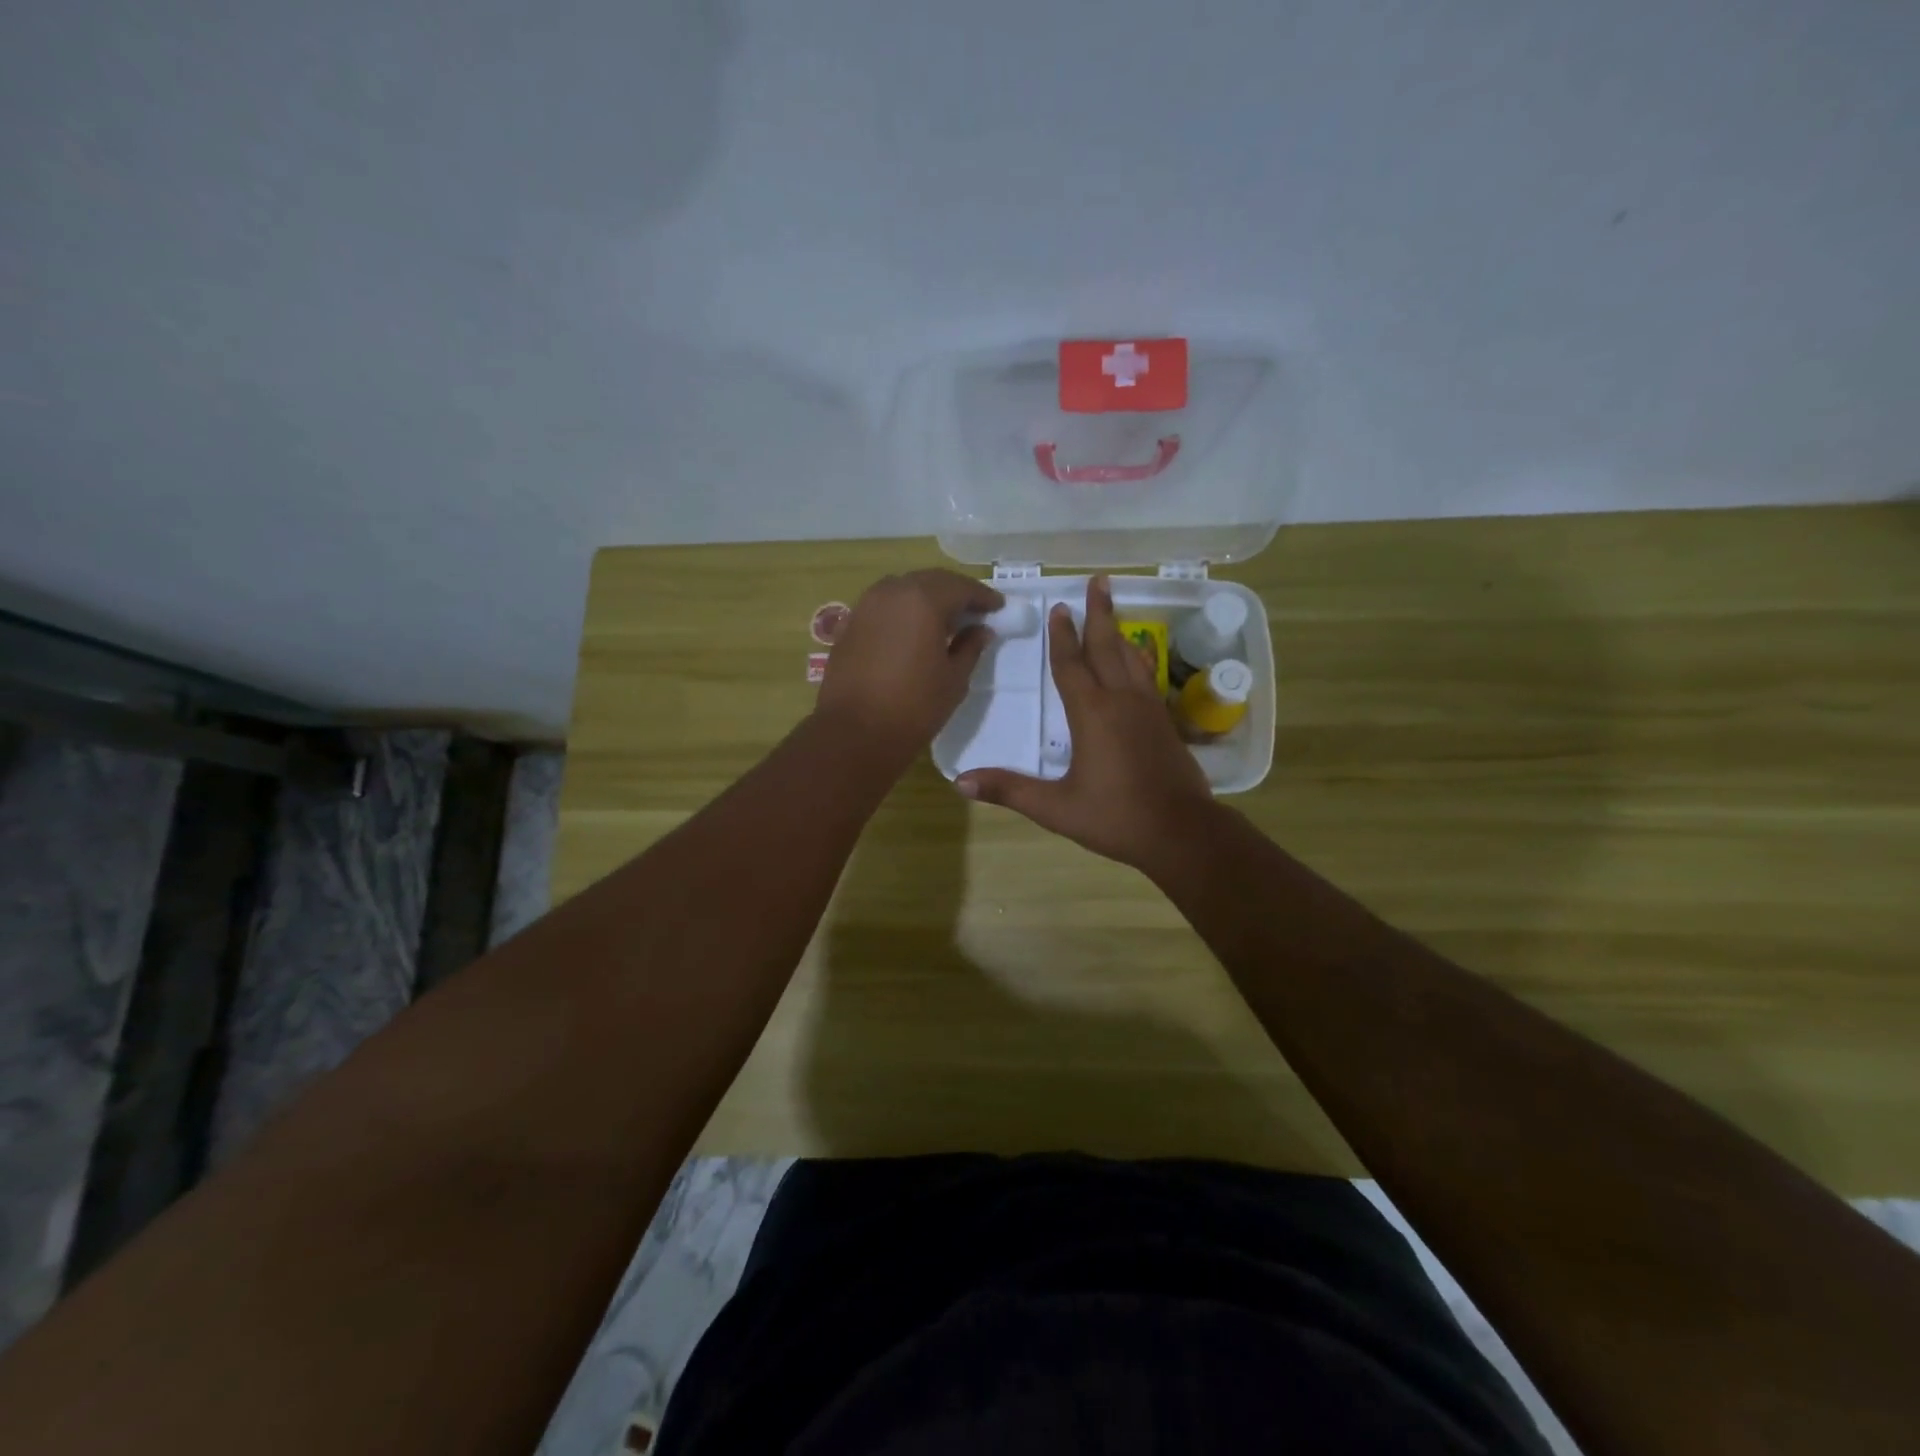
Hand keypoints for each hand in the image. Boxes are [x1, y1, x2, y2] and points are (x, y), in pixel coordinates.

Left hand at [815, 569, 1003, 766]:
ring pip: (903, 589)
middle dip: (954, 592)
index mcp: (923, 600)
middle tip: (973, 611)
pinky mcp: (849, 625)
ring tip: (943, 620)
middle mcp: (891, 592)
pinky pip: (883, 607)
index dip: (982, 597)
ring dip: (926, 598)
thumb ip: (970, 647)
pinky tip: (911, 632)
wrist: (855, 733)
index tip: (998, 608)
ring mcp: (865, 606)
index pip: (960, 587)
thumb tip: (980, 630)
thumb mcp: (954, 679)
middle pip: (930, 581)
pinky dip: (902, 611)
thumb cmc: (914, 707)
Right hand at [957, 575, 1214, 871]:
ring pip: (1132, 658)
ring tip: (1113, 609)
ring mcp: (1148, 709)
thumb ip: (1009, 790)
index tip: (1059, 608)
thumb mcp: (1056, 807)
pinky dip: (1138, 657)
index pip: (1071, 665)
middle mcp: (1121, 701)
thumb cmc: (1115, 818)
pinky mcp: (1165, 722)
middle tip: (1099, 581)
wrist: (1181, 832)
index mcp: (1092, 714)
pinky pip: (1147, 676)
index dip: (1062, 637)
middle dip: (1099, 614)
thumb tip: (960, 782)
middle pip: (1107, 647)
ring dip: (1119, 631)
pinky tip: (1138, 658)